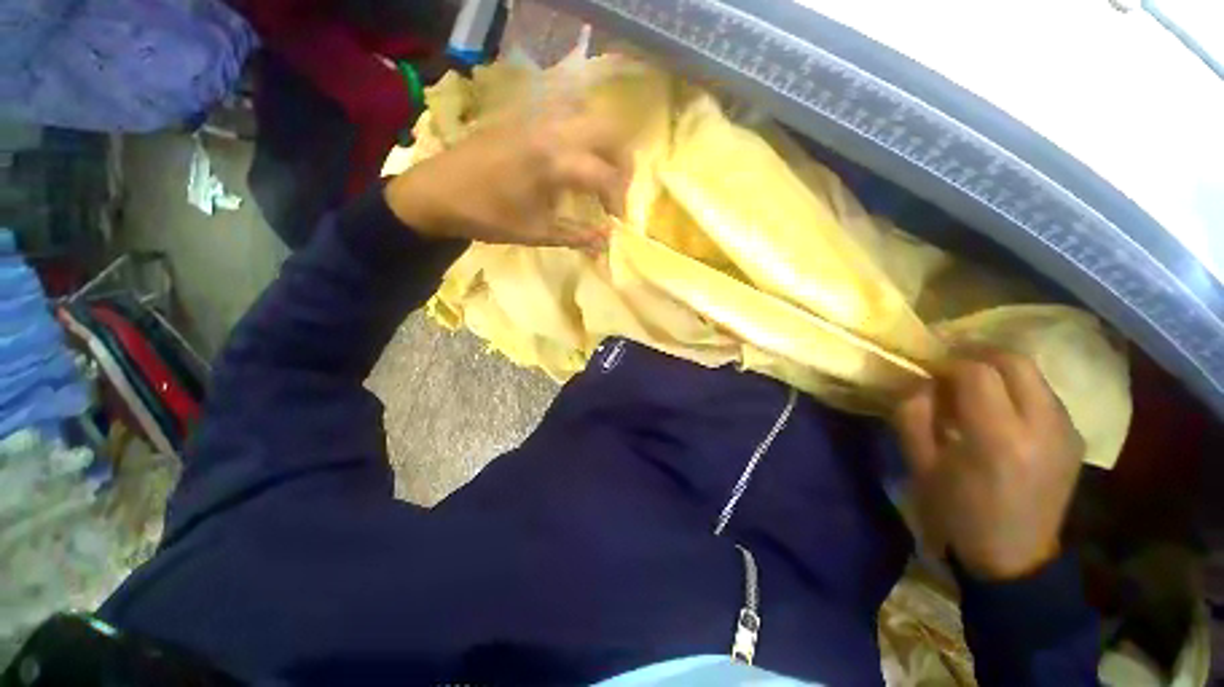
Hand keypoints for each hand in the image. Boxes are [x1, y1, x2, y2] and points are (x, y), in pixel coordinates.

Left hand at [383, 100, 632, 249]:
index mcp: (554, 162)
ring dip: (603, 145)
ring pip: (590, 116)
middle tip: (615, 191)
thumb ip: (577, 235)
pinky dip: (583, 135)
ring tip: (598, 175)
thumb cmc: (486, 216)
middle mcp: (552, 130)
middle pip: (608, 131)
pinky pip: (568, 114)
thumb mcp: (536, 233)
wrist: (436, 192)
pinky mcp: (525, 116)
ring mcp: (537, 118)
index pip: (606, 174)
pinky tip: (572, 160)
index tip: (615, 220)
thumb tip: (606, 242)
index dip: (618, 199)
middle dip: (621, 163)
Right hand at [893, 349, 1084, 579]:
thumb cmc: (958, 514)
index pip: (978, 372)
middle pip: (1015, 361)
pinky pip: (1044, 393)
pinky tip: (998, 407)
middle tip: (948, 363)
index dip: (947, 361)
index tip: (927, 366)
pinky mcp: (1074, 437)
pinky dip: (1016, 386)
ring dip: (998, 368)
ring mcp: (1066, 431)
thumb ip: (913, 415)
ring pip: (1033, 373)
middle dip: (976, 353)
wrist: (1015, 558)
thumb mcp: (920, 465)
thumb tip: (919, 381)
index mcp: (999, 439)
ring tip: (971, 384)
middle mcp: (1043, 427)